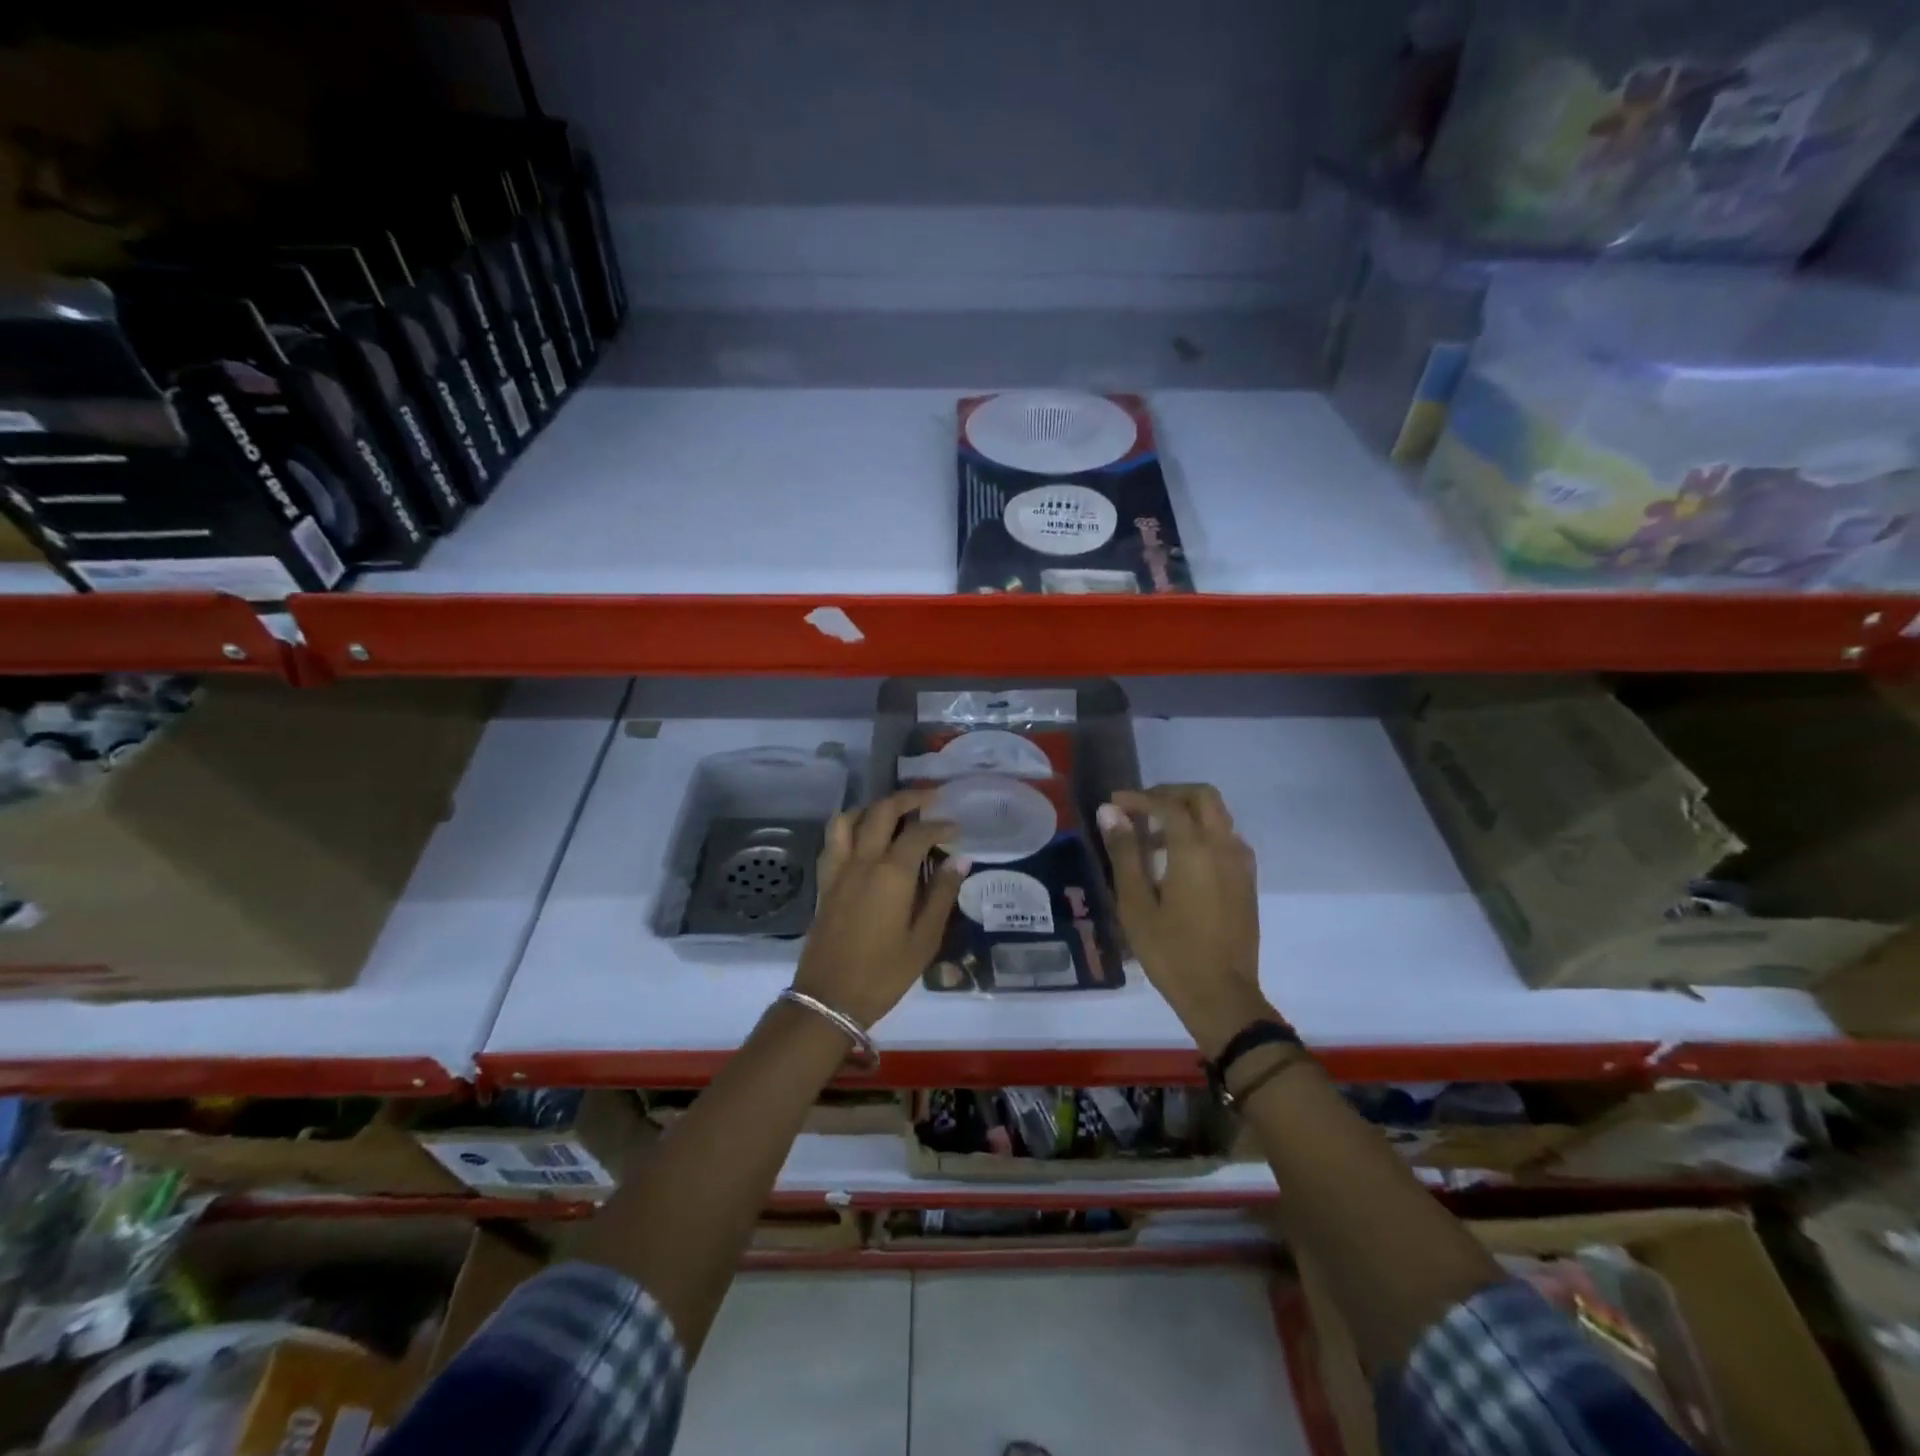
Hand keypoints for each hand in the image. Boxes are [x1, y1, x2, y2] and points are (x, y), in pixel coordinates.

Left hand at [791, 789, 966, 1029]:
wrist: (829, 999)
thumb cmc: (884, 973)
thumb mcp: (924, 939)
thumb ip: (941, 894)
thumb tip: (959, 859)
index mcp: (891, 873)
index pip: (918, 833)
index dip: (940, 825)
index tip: (957, 829)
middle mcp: (862, 861)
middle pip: (881, 812)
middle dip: (907, 798)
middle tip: (929, 798)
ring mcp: (838, 869)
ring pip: (848, 818)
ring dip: (872, 807)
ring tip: (892, 814)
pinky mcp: (824, 882)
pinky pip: (833, 840)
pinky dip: (849, 827)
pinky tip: (863, 839)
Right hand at [1097, 784, 1273, 1058]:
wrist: (1221, 996)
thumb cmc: (1170, 952)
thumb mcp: (1136, 903)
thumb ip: (1125, 852)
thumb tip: (1111, 812)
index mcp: (1196, 850)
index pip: (1167, 805)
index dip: (1139, 798)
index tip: (1114, 804)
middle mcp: (1224, 848)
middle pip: (1203, 797)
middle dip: (1170, 794)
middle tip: (1140, 809)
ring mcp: (1241, 865)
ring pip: (1218, 817)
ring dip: (1187, 813)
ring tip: (1154, 838)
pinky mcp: (1246, 883)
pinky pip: (1226, 840)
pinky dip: (1202, 834)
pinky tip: (1179, 862)